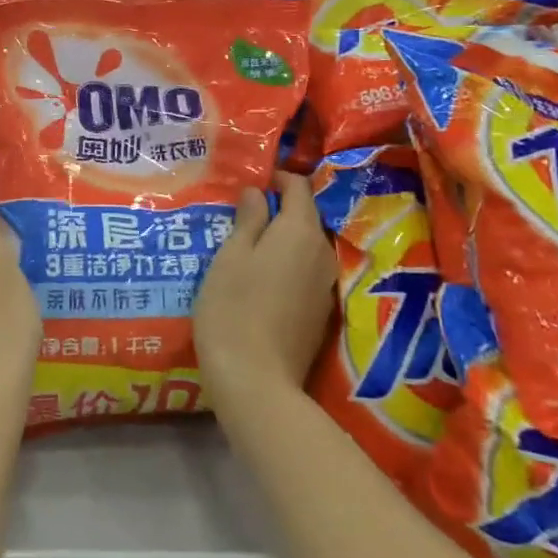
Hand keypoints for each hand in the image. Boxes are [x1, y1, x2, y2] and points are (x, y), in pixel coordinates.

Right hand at [193, 172, 337, 411]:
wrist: (256, 380)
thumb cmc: (233, 307)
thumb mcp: (230, 256)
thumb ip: (248, 219)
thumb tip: (258, 191)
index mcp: (300, 231)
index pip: (299, 186)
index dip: (277, 177)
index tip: (251, 181)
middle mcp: (322, 252)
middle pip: (306, 216)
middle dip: (280, 208)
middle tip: (243, 214)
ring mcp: (326, 285)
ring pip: (308, 245)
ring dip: (284, 238)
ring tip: (250, 245)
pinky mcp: (321, 312)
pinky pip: (307, 272)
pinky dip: (289, 264)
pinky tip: (263, 278)